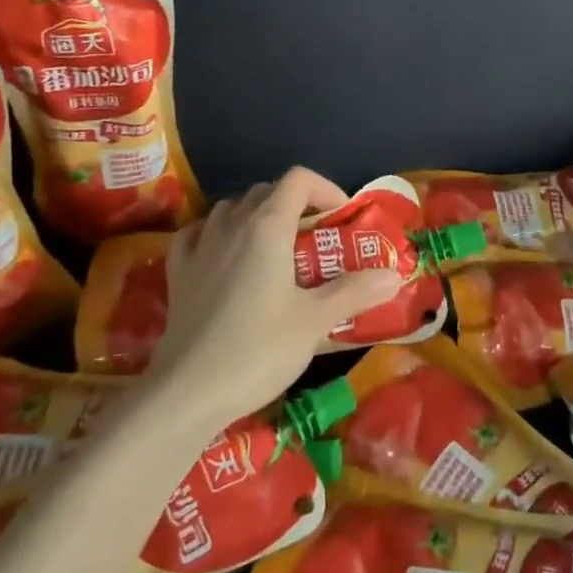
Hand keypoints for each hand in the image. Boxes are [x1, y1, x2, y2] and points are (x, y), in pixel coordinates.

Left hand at [152, 167, 403, 433]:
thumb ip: (354, 292)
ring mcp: (199, 247)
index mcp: (267, 227)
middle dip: (295, 205)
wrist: (186, 392)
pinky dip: (216, 234)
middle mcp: (231, 225)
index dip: (326, 189)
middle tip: (316, 239)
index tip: (342, 218)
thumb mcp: (314, 321)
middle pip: (266, 191)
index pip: (298, 180)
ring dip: (257, 216)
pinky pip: (197, 235)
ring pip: (230, 209)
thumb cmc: (258, 349)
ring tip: (275, 249)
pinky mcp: (178, 274)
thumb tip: (394, 274)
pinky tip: (223, 256)